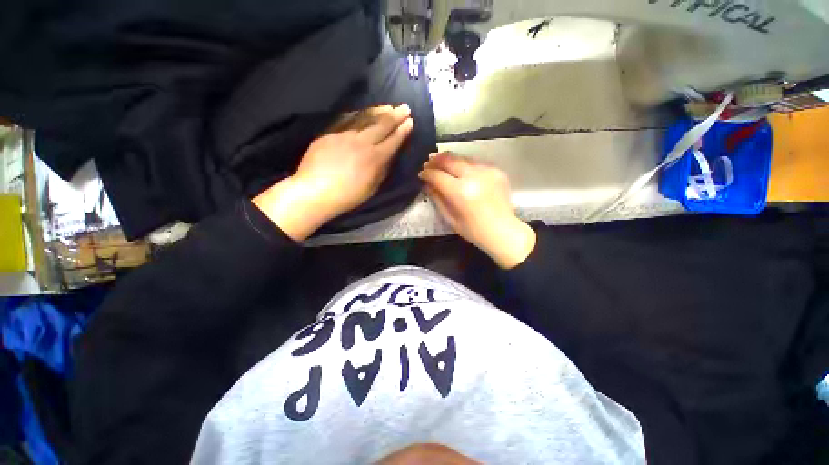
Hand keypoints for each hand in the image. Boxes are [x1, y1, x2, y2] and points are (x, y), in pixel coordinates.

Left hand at [254, 104, 413, 240]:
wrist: (315, 191)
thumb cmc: (348, 196)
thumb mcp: (372, 187)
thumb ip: (382, 170)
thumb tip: (388, 156)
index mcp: (375, 158)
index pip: (393, 140)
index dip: (403, 130)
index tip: (410, 121)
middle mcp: (363, 142)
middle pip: (382, 125)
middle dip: (396, 115)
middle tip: (405, 107)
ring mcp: (345, 135)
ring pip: (365, 118)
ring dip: (379, 111)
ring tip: (388, 106)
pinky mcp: (330, 133)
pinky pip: (347, 119)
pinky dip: (358, 114)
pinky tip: (363, 111)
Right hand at [419, 152, 535, 268]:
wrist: (503, 231)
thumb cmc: (474, 231)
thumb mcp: (450, 219)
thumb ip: (437, 199)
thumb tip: (428, 184)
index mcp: (461, 192)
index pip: (437, 175)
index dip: (427, 173)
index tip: (422, 174)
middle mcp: (474, 176)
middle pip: (449, 160)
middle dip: (436, 160)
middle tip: (429, 162)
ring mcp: (487, 171)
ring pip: (463, 158)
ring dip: (450, 160)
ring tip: (442, 162)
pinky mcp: (496, 170)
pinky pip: (475, 162)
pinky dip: (465, 165)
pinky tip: (461, 171)